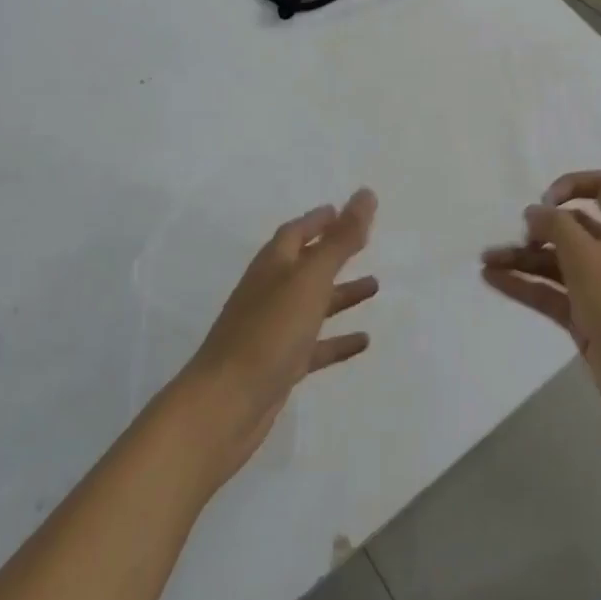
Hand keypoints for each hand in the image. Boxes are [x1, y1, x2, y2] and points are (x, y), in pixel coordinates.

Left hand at [175, 189, 379, 488]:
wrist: (225, 405)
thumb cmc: (268, 332)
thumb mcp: (309, 279)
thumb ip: (340, 239)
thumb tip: (366, 193)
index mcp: (273, 265)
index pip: (296, 232)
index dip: (319, 220)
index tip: (343, 210)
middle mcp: (271, 292)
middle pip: (305, 265)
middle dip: (333, 253)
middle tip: (365, 242)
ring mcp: (274, 330)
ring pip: (313, 304)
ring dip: (341, 294)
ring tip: (375, 286)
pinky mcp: (280, 366)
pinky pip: (315, 346)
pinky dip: (338, 340)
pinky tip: (364, 341)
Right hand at [481, 170, 600, 448]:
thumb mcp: (587, 256)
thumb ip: (556, 226)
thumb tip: (535, 212)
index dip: (571, 185)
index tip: (544, 203)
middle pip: (572, 228)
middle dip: (538, 228)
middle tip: (513, 237)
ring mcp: (600, 288)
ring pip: (556, 262)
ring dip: (523, 258)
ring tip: (485, 261)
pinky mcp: (587, 318)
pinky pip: (551, 293)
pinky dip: (524, 285)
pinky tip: (493, 281)